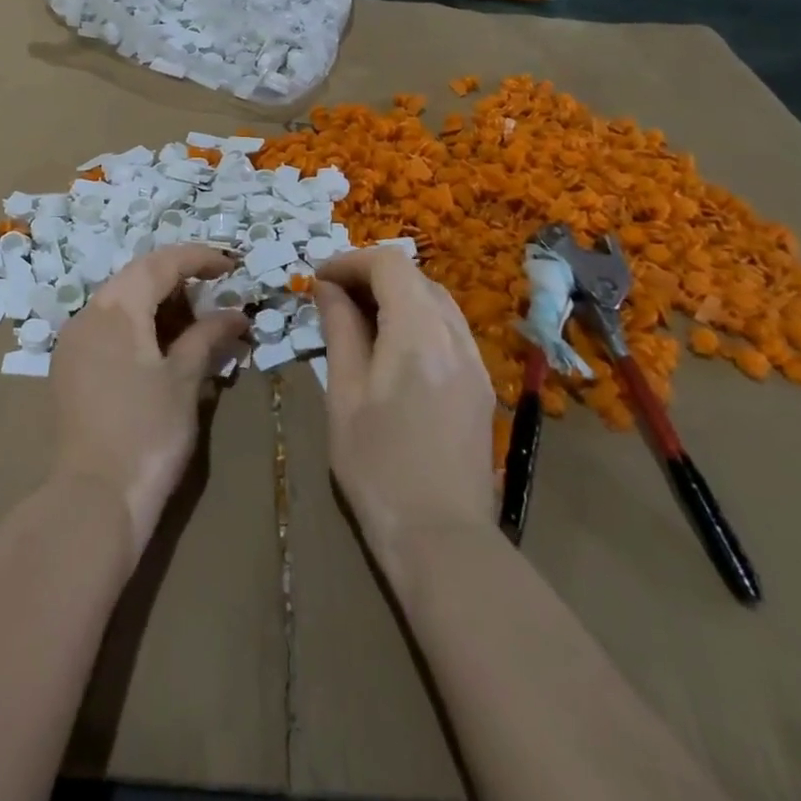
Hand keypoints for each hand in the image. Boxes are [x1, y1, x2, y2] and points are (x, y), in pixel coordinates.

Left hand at [49, 245, 249, 558]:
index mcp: (116, 309)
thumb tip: (235, 313)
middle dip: (179, 279)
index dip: (198, 258)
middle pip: (137, 277)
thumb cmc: (147, 433)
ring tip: (195, 322)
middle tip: (216, 293)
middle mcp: (88, 314)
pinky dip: (138, 325)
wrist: (93, 499)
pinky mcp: (69, 367)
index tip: (232, 265)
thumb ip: (207, 336)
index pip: (160, 264)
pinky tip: (161, 347)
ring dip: (158, 303)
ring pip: (120, 302)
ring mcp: (73, 341)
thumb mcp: (185, 380)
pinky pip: (107, 327)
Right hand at [316, 249, 496, 581]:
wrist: (442, 539)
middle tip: (333, 297)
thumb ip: (340, 330)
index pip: (389, 264)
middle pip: (415, 277)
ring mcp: (475, 361)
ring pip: (435, 300)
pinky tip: (393, 348)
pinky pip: (449, 329)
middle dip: (371, 275)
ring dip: (396, 295)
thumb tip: (328, 288)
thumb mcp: (344, 393)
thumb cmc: (377, 465)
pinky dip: (417, 319)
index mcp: (418, 333)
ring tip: (359, 319)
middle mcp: (455, 336)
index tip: (319, 279)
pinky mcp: (481, 386)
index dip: (350, 261)